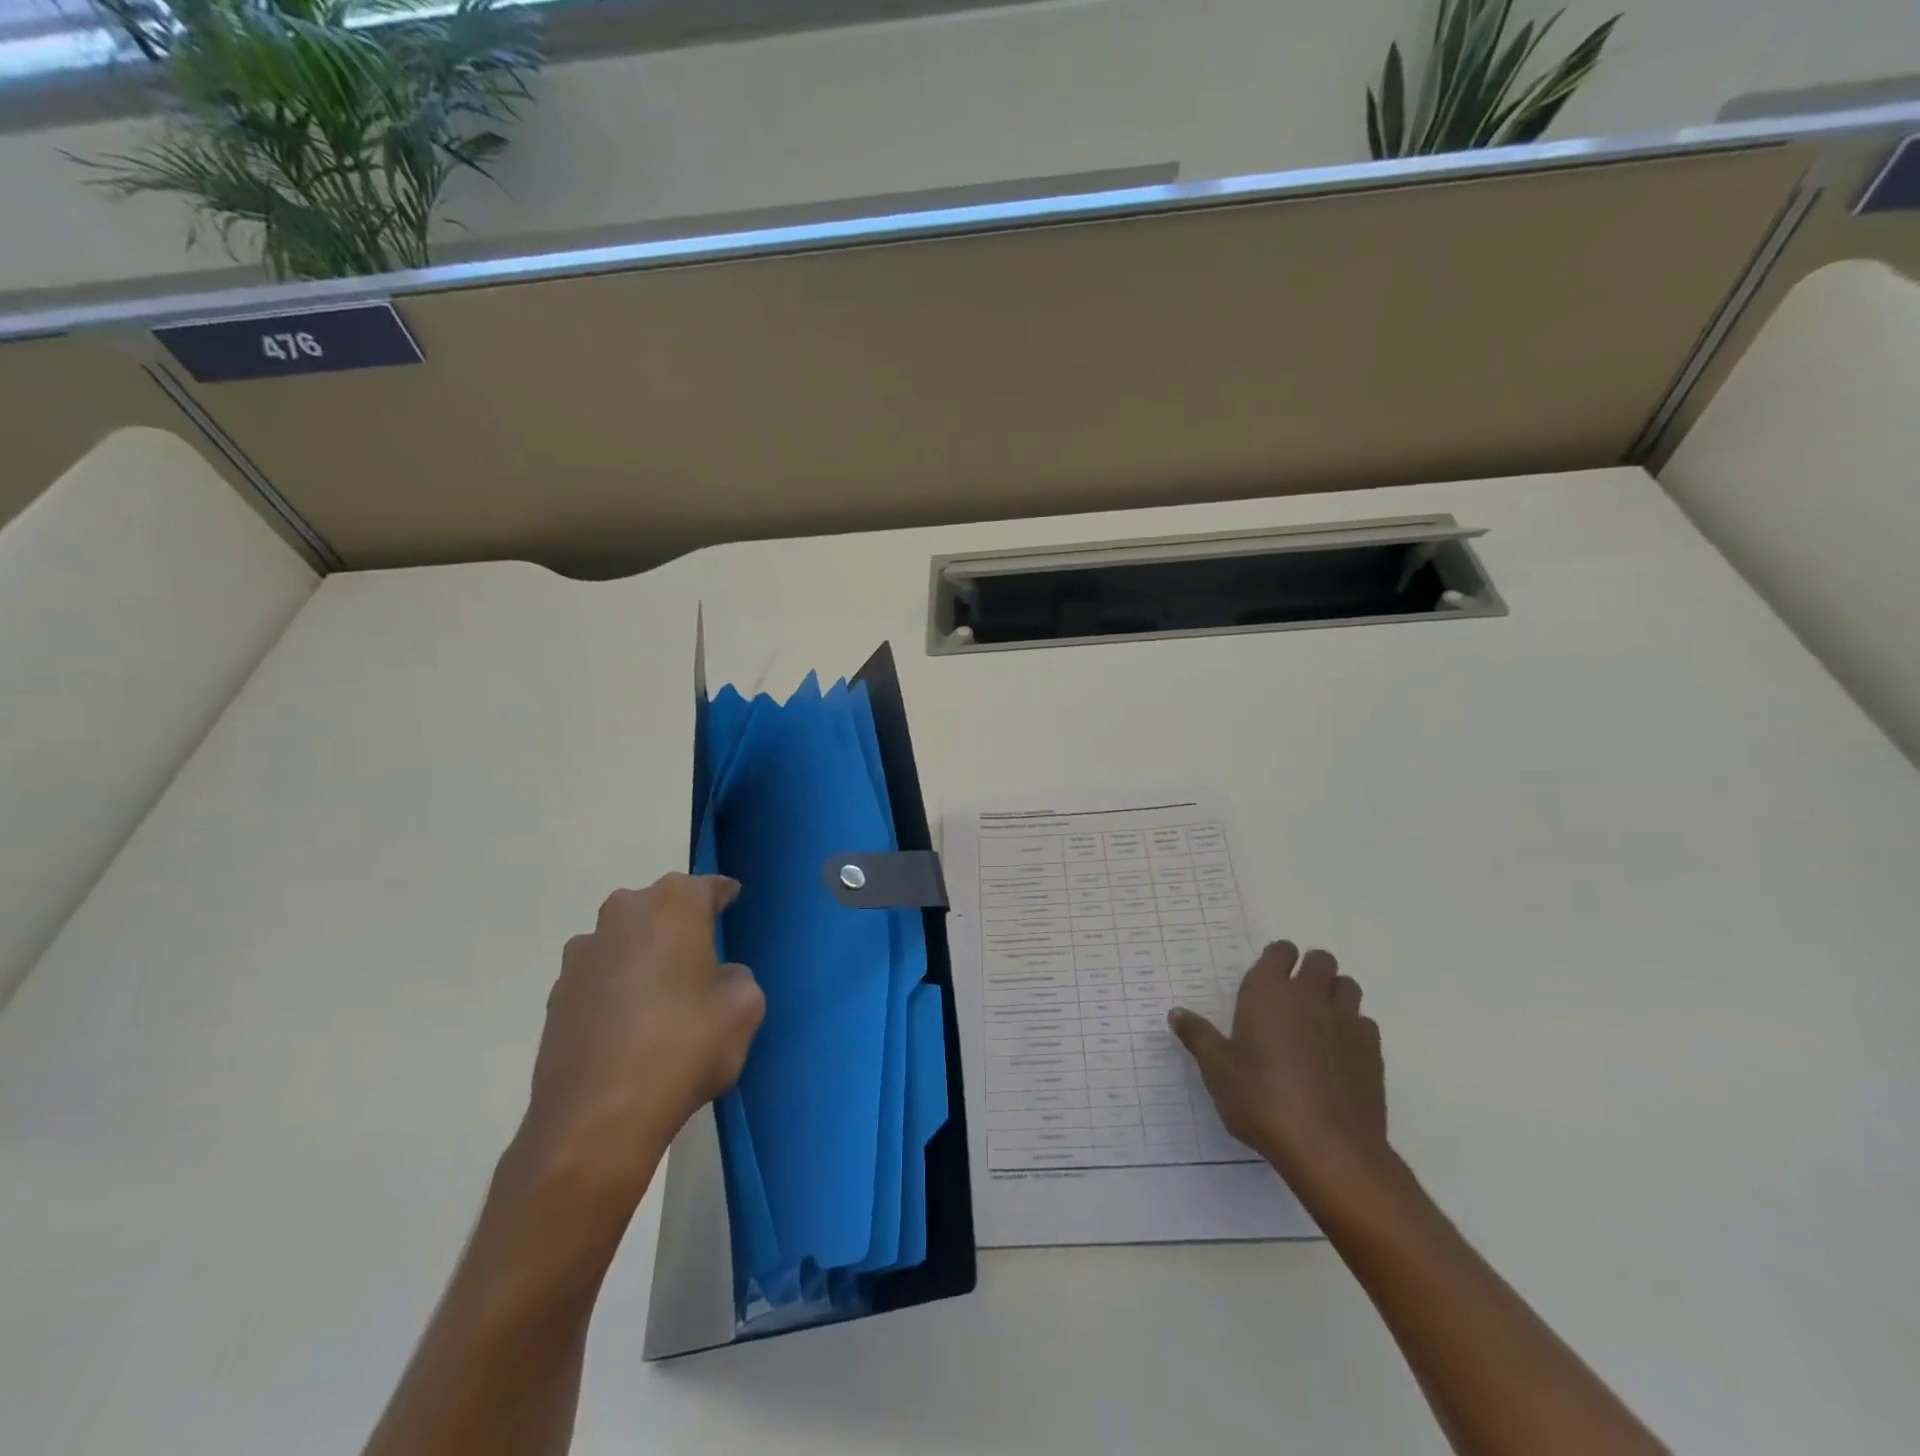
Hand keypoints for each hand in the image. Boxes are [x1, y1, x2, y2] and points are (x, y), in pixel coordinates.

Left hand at [518, 874, 763, 1194]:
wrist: (597, 1118)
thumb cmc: (684, 1047)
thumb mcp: (745, 1008)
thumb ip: (737, 978)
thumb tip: (716, 978)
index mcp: (674, 905)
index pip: (709, 886)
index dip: (724, 896)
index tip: (733, 903)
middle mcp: (624, 913)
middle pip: (662, 907)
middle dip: (681, 923)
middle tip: (701, 956)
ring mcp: (583, 953)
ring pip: (627, 939)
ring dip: (645, 954)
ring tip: (663, 995)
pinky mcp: (558, 993)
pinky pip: (601, 975)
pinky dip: (617, 988)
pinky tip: (631, 1025)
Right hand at [1169, 941, 1386, 1185]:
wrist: (1328, 1147)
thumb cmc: (1261, 1100)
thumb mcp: (1217, 1070)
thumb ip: (1199, 1037)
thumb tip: (1176, 1013)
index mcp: (1268, 992)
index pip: (1280, 951)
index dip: (1276, 959)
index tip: (1267, 977)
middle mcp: (1309, 996)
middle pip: (1320, 960)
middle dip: (1309, 970)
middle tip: (1293, 997)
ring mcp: (1346, 1021)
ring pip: (1347, 986)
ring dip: (1334, 993)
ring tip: (1318, 1019)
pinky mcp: (1372, 1051)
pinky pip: (1365, 1023)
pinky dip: (1353, 1029)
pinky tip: (1339, 1053)